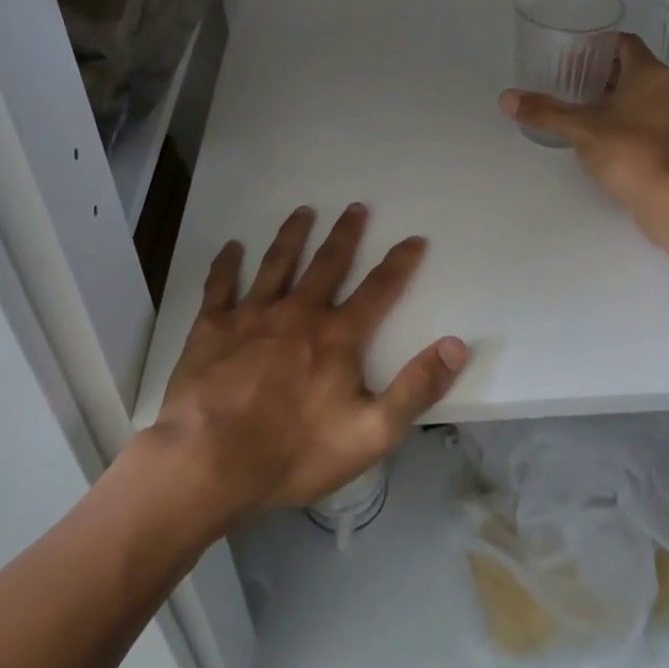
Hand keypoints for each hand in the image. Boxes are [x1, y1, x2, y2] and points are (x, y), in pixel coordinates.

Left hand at [152, 204, 467, 520]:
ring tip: (303, 211)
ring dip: (292, 235)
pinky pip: (221, 285)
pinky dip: (227, 264)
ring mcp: (253, 315)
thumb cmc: (295, 451)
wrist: (211, 460)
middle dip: (345, 234)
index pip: (379, 289)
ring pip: (277, 263)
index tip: (414, 239)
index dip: (400, 263)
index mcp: (338, 335)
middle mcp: (299, 312)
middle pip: (328, 263)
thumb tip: (457, 344)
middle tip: (355, 207)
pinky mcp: (213, 327)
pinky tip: (231, 247)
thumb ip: (417, 387)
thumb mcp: (373, 432)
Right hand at [498, 33, 668, 241]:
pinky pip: (654, 117)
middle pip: (636, 68)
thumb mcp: (579, 128)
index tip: (575, 56)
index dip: (600, 45)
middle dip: (605, 73)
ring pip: (647, 94)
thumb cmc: (628, 151)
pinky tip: (609, 135)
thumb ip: (544, 111)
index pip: (625, 42)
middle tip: (573, 82)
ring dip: (621, 97)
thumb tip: (506, 98)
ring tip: (588, 108)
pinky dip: (633, 118)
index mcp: (650, 73)